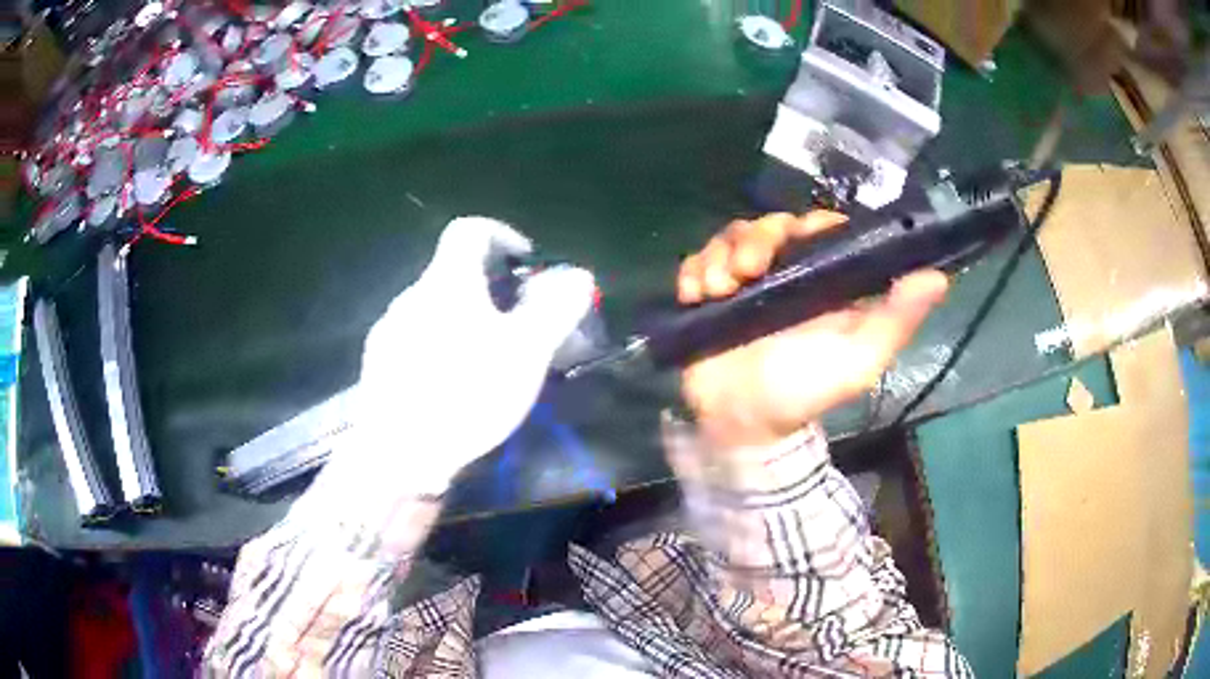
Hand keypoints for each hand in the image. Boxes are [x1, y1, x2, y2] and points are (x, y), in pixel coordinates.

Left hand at [310, 217, 595, 513]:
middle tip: (516, 324)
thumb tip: (578, 274)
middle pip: (452, 274)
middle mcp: (411, 296)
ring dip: (463, 321)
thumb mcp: (525, 352)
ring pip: (433, 310)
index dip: (501, 233)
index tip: (525, 262)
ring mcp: (389, 331)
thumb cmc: (465, 394)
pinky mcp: (378, 365)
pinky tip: (451, 387)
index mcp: (447, 282)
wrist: (396, 452)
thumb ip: (554, 309)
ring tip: (487, 362)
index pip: (469, 230)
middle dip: (489, 289)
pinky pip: (415, 341)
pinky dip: (439, 348)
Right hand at [677, 212, 947, 447]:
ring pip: (732, 238)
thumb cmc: (805, 392)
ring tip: (717, 289)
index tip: (795, 236)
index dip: (810, 223)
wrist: (743, 425)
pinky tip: (695, 294)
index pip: (822, 228)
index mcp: (826, 280)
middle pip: (772, 225)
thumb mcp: (859, 360)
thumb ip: (896, 320)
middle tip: (746, 272)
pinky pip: (699, 261)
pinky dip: (694, 270)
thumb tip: (938, 276)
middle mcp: (788, 273)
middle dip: (755, 239)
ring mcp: (747, 282)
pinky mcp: (712, 294)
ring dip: (720, 256)